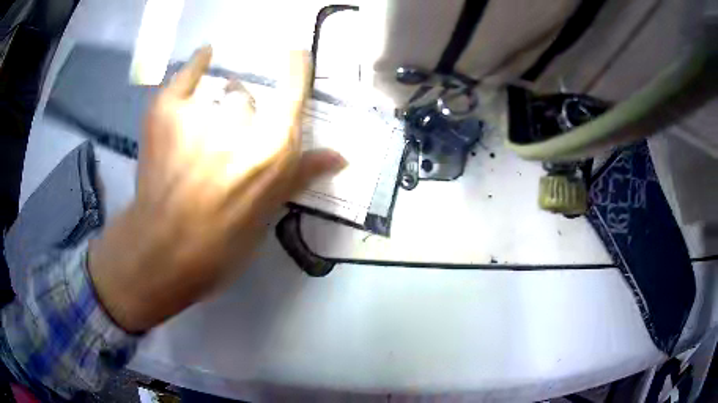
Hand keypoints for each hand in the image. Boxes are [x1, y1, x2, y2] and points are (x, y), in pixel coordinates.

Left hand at [88, 46, 345, 331]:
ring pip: (222, 90)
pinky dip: (196, 64)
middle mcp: (240, 122)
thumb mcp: (267, 211)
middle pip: (250, 96)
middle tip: (228, 138)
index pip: (293, 90)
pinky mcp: (166, 110)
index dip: (296, 68)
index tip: (294, 54)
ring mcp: (200, 113)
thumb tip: (341, 156)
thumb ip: (300, 173)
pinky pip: (187, 74)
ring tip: (203, 130)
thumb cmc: (221, 243)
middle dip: (244, 111)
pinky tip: (204, 57)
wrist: (162, 252)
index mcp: (272, 148)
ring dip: (219, 103)